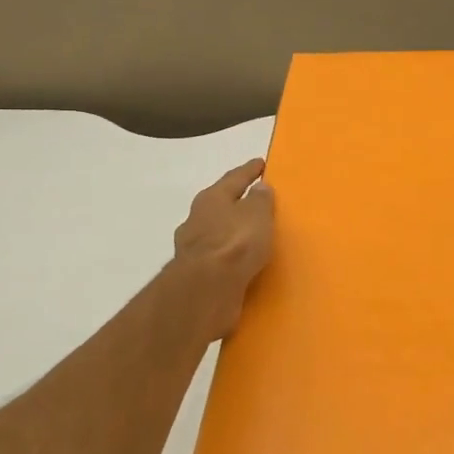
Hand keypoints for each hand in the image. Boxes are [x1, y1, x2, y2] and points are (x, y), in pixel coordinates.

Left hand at [171, 158, 275, 342]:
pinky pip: (217, 258)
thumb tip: (260, 187)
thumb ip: (260, 200)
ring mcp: (193, 248)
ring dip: (230, 232)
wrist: (206, 290)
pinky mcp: (195, 274)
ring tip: (251, 237)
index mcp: (211, 198)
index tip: (261, 163)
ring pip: (216, 233)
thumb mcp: (257, 214)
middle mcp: (197, 219)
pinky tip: (240, 263)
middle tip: (254, 201)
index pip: (234, 178)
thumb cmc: (235, 243)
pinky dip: (228, 257)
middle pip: (220, 205)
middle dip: (236, 202)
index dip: (249, 170)